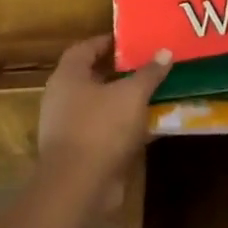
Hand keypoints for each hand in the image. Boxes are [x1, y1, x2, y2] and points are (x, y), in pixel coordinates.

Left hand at [36, 36, 171, 201]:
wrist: (77, 187)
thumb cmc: (101, 128)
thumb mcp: (132, 95)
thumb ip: (149, 73)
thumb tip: (164, 52)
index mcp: (68, 77)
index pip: (84, 49)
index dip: (106, 42)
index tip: (130, 41)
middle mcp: (62, 99)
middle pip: (92, 78)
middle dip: (119, 73)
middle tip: (147, 65)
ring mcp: (68, 128)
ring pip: (101, 107)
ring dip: (125, 102)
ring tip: (154, 94)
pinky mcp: (79, 153)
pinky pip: (105, 132)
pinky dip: (125, 128)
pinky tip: (151, 127)